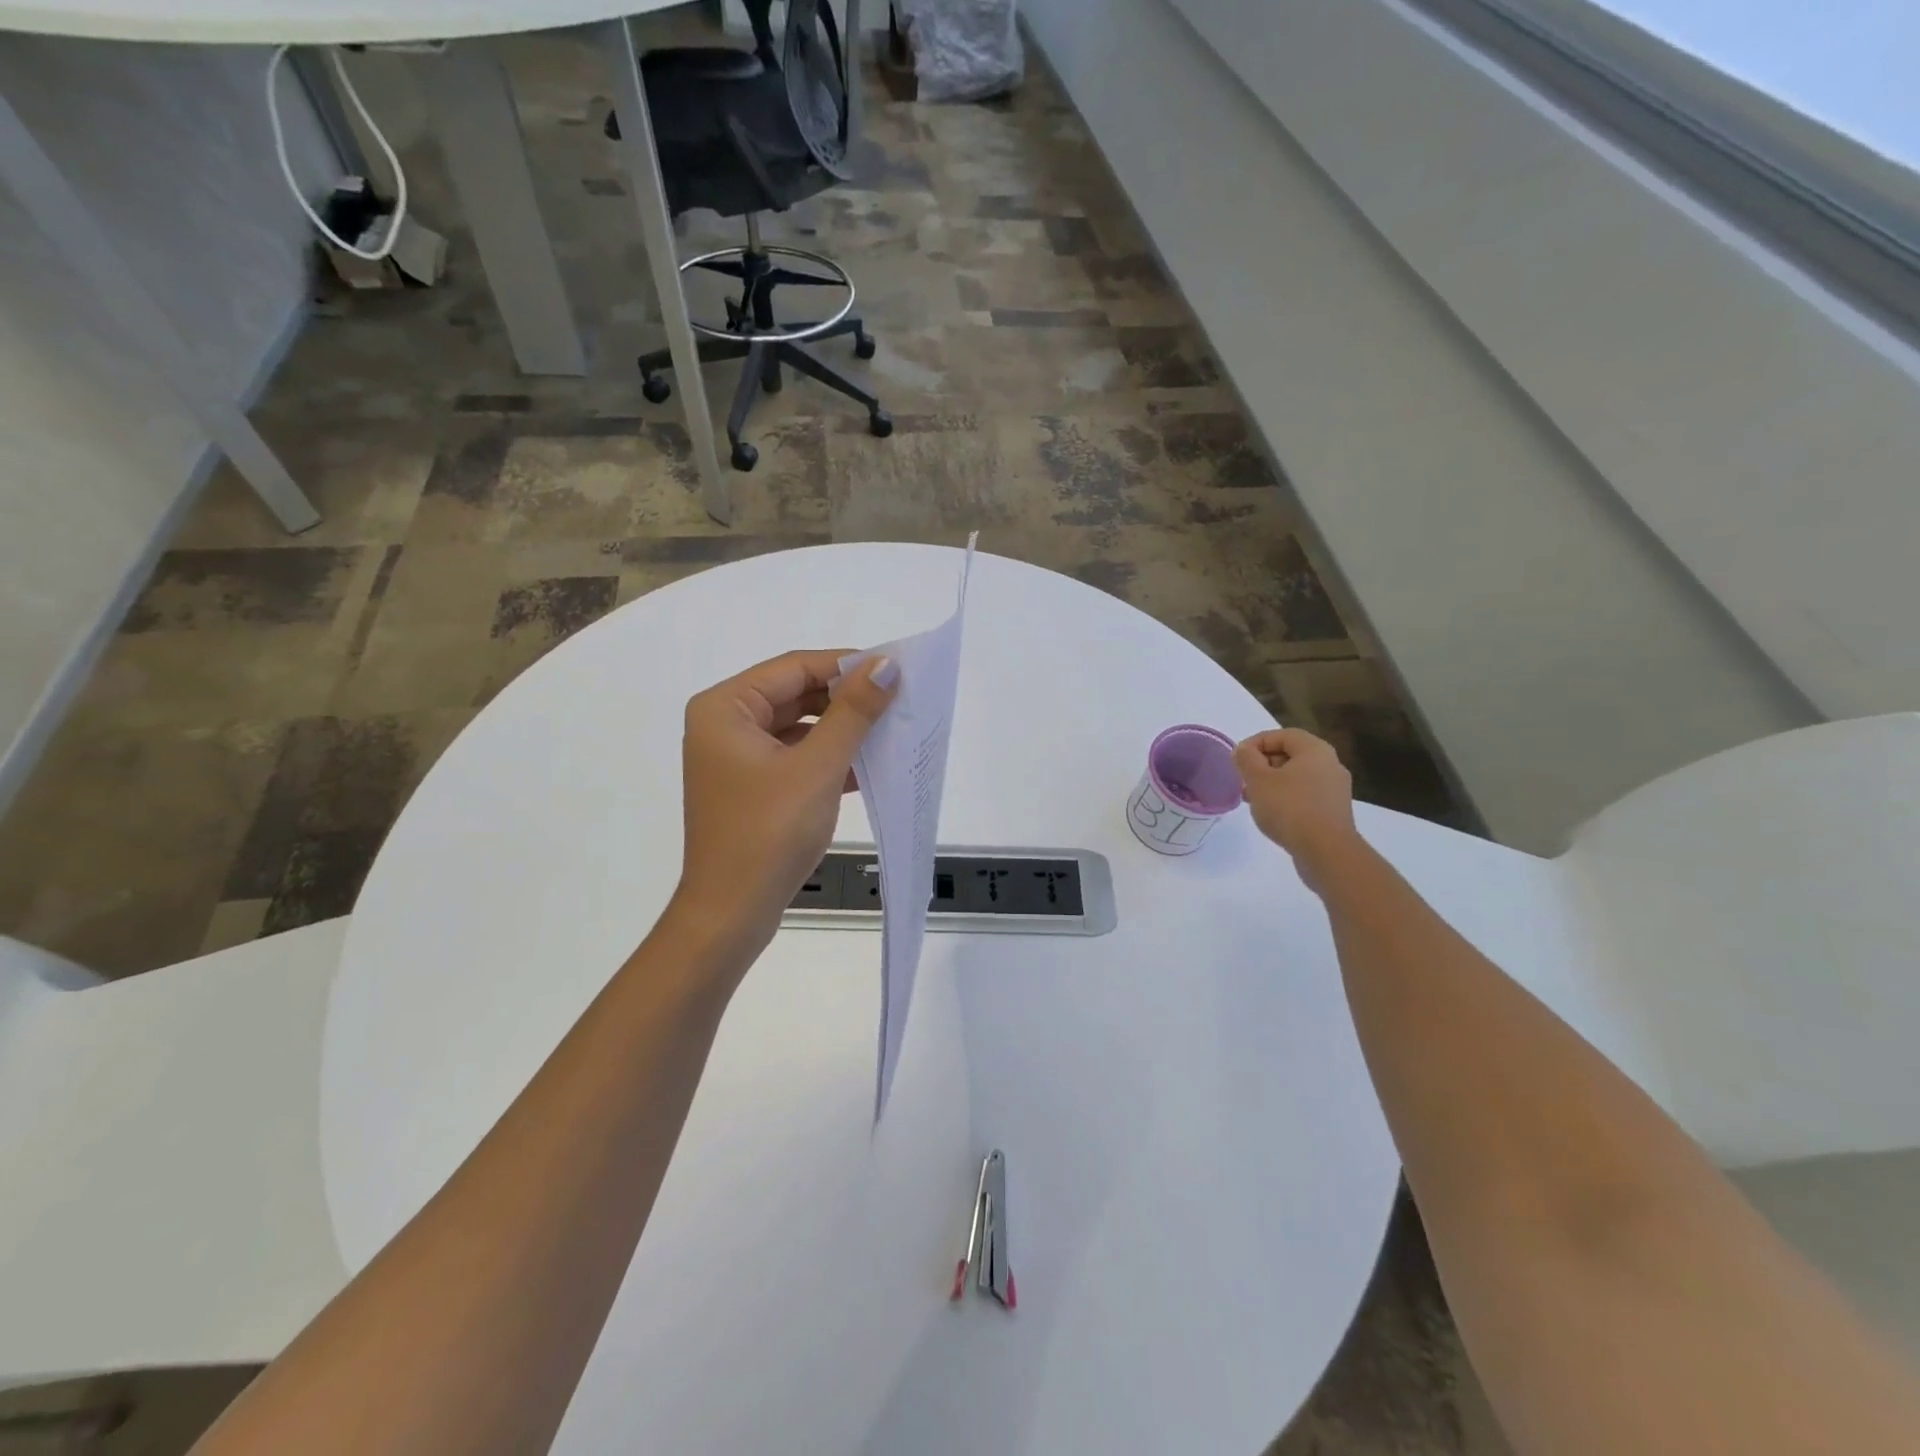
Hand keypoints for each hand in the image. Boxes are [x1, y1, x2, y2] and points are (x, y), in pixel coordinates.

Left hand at [673, 649, 897, 959]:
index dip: (846, 665)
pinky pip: (795, 757)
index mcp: (725, 708)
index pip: (794, 668)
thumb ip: (853, 711)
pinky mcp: (752, 787)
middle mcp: (724, 725)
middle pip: (795, 694)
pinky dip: (828, 758)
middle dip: (845, 699)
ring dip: (841, 730)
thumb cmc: (769, 833)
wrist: (732, 914)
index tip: (894, 670)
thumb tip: (886, 665)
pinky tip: (867, 765)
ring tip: (890, 730)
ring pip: (798, 727)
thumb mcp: (818, 767)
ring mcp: (736, 759)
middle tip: (897, 701)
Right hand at [1232, 728, 1360, 890]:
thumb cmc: (1289, 808)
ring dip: (1272, 783)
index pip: (1282, 735)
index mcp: (1315, 750)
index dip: (1256, 742)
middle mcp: (1330, 764)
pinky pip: (1305, 795)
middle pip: (1291, 754)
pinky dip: (1286, 798)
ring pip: (1297, 776)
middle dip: (1263, 764)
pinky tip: (1272, 814)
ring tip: (1253, 799)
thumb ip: (1247, 759)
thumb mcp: (1258, 780)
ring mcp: (1335, 789)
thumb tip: (1243, 750)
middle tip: (1243, 779)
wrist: (1326, 851)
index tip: (1237, 759)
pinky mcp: (1334, 811)